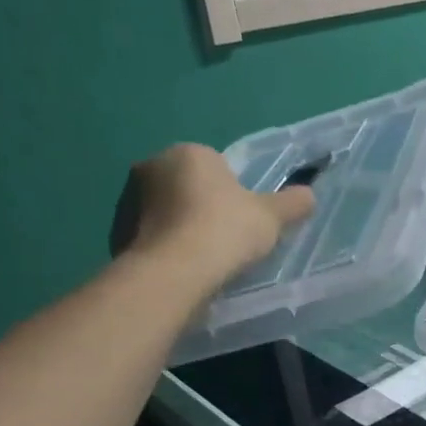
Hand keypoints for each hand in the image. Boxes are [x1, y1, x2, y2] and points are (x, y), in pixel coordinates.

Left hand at [116, 143, 313, 281]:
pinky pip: (152, 237)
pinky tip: (184, 271)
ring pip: (167, 212)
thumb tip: (309, 195)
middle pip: (189, 187)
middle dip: (204, 208)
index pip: (216, 166)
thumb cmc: (225, 230)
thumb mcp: (272, 216)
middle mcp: (151, 166)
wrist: (173, 272)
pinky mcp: (116, 233)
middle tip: (227, 240)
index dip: (234, 193)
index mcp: (189, 152)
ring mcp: (127, 200)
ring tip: (205, 260)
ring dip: (183, 229)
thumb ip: (292, 203)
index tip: (244, 220)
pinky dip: (166, 249)